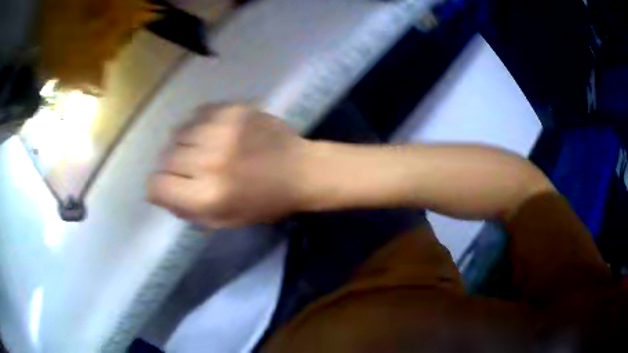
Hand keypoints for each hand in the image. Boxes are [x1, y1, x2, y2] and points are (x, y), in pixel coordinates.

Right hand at [148, 104, 308, 227]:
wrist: (301, 170)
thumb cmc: (264, 203)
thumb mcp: (224, 221)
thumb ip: (187, 210)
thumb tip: (159, 192)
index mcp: (207, 196)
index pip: (157, 186)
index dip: (158, 188)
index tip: (167, 185)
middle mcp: (210, 162)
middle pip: (166, 157)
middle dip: (173, 166)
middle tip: (189, 169)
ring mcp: (222, 131)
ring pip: (178, 133)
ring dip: (184, 143)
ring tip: (200, 149)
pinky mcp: (233, 111)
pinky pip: (198, 113)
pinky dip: (198, 124)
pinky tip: (211, 132)